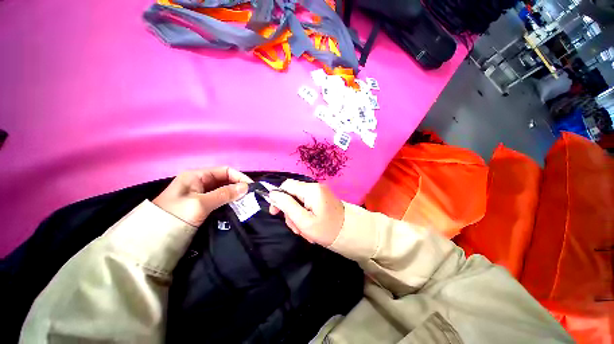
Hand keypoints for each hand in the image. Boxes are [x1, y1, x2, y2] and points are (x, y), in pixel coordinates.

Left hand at [153, 167, 251, 226]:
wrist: (152, 240)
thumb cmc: (175, 216)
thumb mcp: (200, 203)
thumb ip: (224, 194)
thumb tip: (246, 187)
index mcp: (197, 175)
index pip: (225, 170)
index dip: (239, 177)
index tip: (251, 188)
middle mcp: (200, 182)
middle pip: (225, 180)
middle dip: (238, 187)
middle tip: (250, 197)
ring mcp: (200, 194)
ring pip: (223, 190)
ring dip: (234, 195)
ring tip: (246, 203)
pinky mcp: (201, 205)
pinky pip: (219, 200)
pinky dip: (228, 202)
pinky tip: (236, 208)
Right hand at [268, 179, 343, 245]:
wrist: (350, 233)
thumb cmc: (327, 229)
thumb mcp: (304, 221)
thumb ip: (287, 205)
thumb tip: (272, 194)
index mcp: (311, 190)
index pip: (286, 185)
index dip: (277, 197)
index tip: (275, 213)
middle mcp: (315, 187)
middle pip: (292, 194)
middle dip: (290, 212)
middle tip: (296, 228)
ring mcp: (319, 193)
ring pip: (298, 201)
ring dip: (298, 217)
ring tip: (304, 231)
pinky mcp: (321, 199)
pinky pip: (307, 204)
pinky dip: (305, 216)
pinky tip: (310, 228)